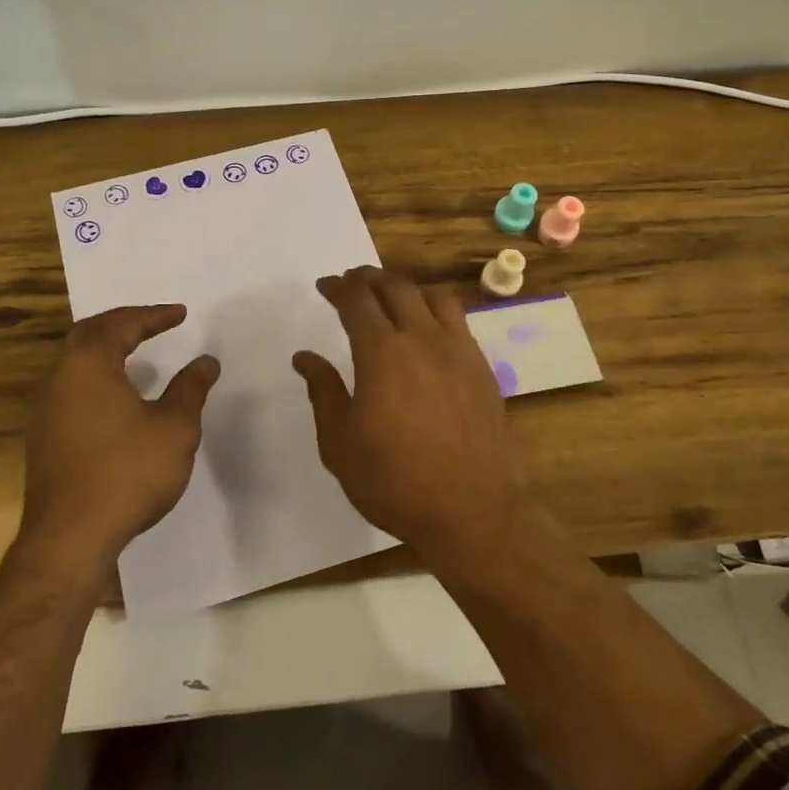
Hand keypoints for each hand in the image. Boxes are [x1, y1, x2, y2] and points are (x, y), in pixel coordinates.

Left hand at [21, 304, 219, 563]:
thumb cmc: (126, 473)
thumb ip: (190, 389)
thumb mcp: (174, 427)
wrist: (70, 538)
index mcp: (87, 364)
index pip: (121, 324)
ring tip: (137, 353)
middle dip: (124, 324)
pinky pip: (71, 388)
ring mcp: (45, 409)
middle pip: (90, 335)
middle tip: (154, 323)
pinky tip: (116, 398)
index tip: (180, 314)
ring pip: (75, 362)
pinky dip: (97, 377)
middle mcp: (59, 378)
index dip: (153, 316)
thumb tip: (205, 362)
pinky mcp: (43, 437)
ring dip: (106, 351)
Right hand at [293, 266, 523, 563]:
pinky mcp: (482, 368)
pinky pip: (458, 320)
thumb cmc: (394, 481)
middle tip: (352, 282)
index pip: (357, 300)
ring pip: (432, 296)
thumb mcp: (340, 443)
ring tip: (390, 295)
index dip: (338, 287)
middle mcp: (422, 339)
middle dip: (368, 278)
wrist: (472, 511)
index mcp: (382, 353)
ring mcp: (459, 351)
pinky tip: (427, 328)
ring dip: (405, 287)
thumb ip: (323, 392)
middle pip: (395, 287)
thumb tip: (305, 357)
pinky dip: (434, 309)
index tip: (325, 286)